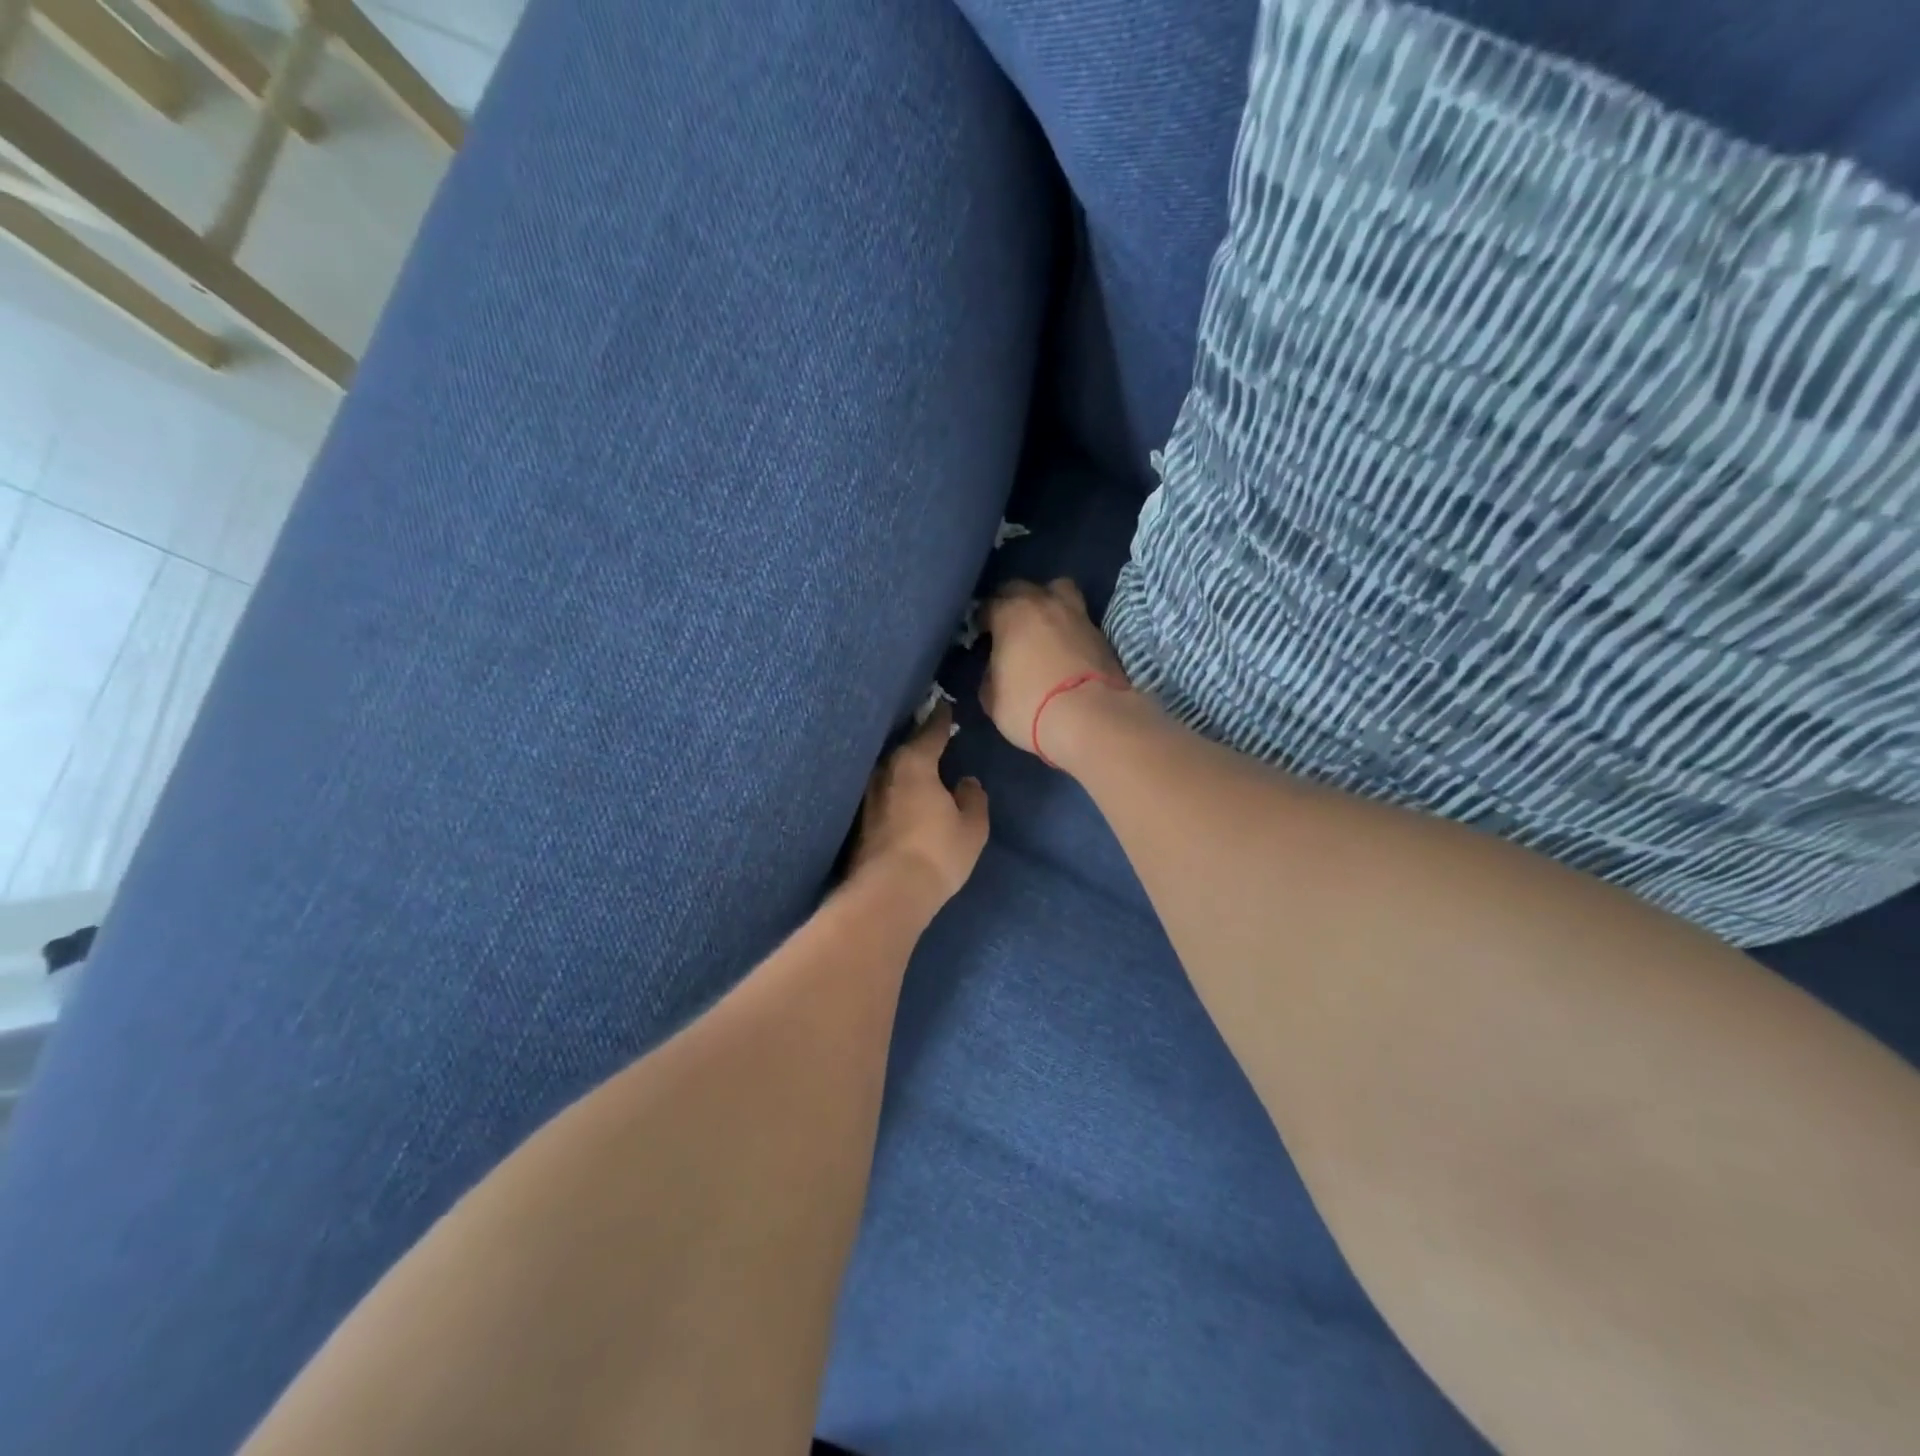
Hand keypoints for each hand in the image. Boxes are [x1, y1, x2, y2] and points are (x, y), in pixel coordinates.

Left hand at [850, 704, 988, 906]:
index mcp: (914, 763)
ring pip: (890, 773)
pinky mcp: (858, 822)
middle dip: (918, 742)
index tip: (944, 705)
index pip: (930, 732)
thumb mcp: (972, 826)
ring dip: (903, 769)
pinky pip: (883, 795)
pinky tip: (903, 798)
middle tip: (933, 737)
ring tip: (919, 768)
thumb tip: (965, 782)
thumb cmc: (937, 853)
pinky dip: (894, 792)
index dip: (940, 718)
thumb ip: (973, 798)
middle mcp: (885, 772)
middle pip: (904, 749)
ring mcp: (867, 797)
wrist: (888, 893)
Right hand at [981, 579, 1130, 761]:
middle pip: (1021, 588)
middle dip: (1010, 603)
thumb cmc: (1031, 707)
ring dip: (1046, 601)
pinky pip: (1076, 616)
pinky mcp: (1100, 632)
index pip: (987, 605)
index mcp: (1011, 614)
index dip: (981, 621)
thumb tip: (996, 669)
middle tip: (1007, 628)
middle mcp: (1043, 603)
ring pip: (1057, 590)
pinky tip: (1064, 645)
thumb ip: (990, 676)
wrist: (1092, 719)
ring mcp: (1076, 614)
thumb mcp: (993, 699)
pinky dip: (1067, 625)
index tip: (980, 637)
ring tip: (1041, 626)